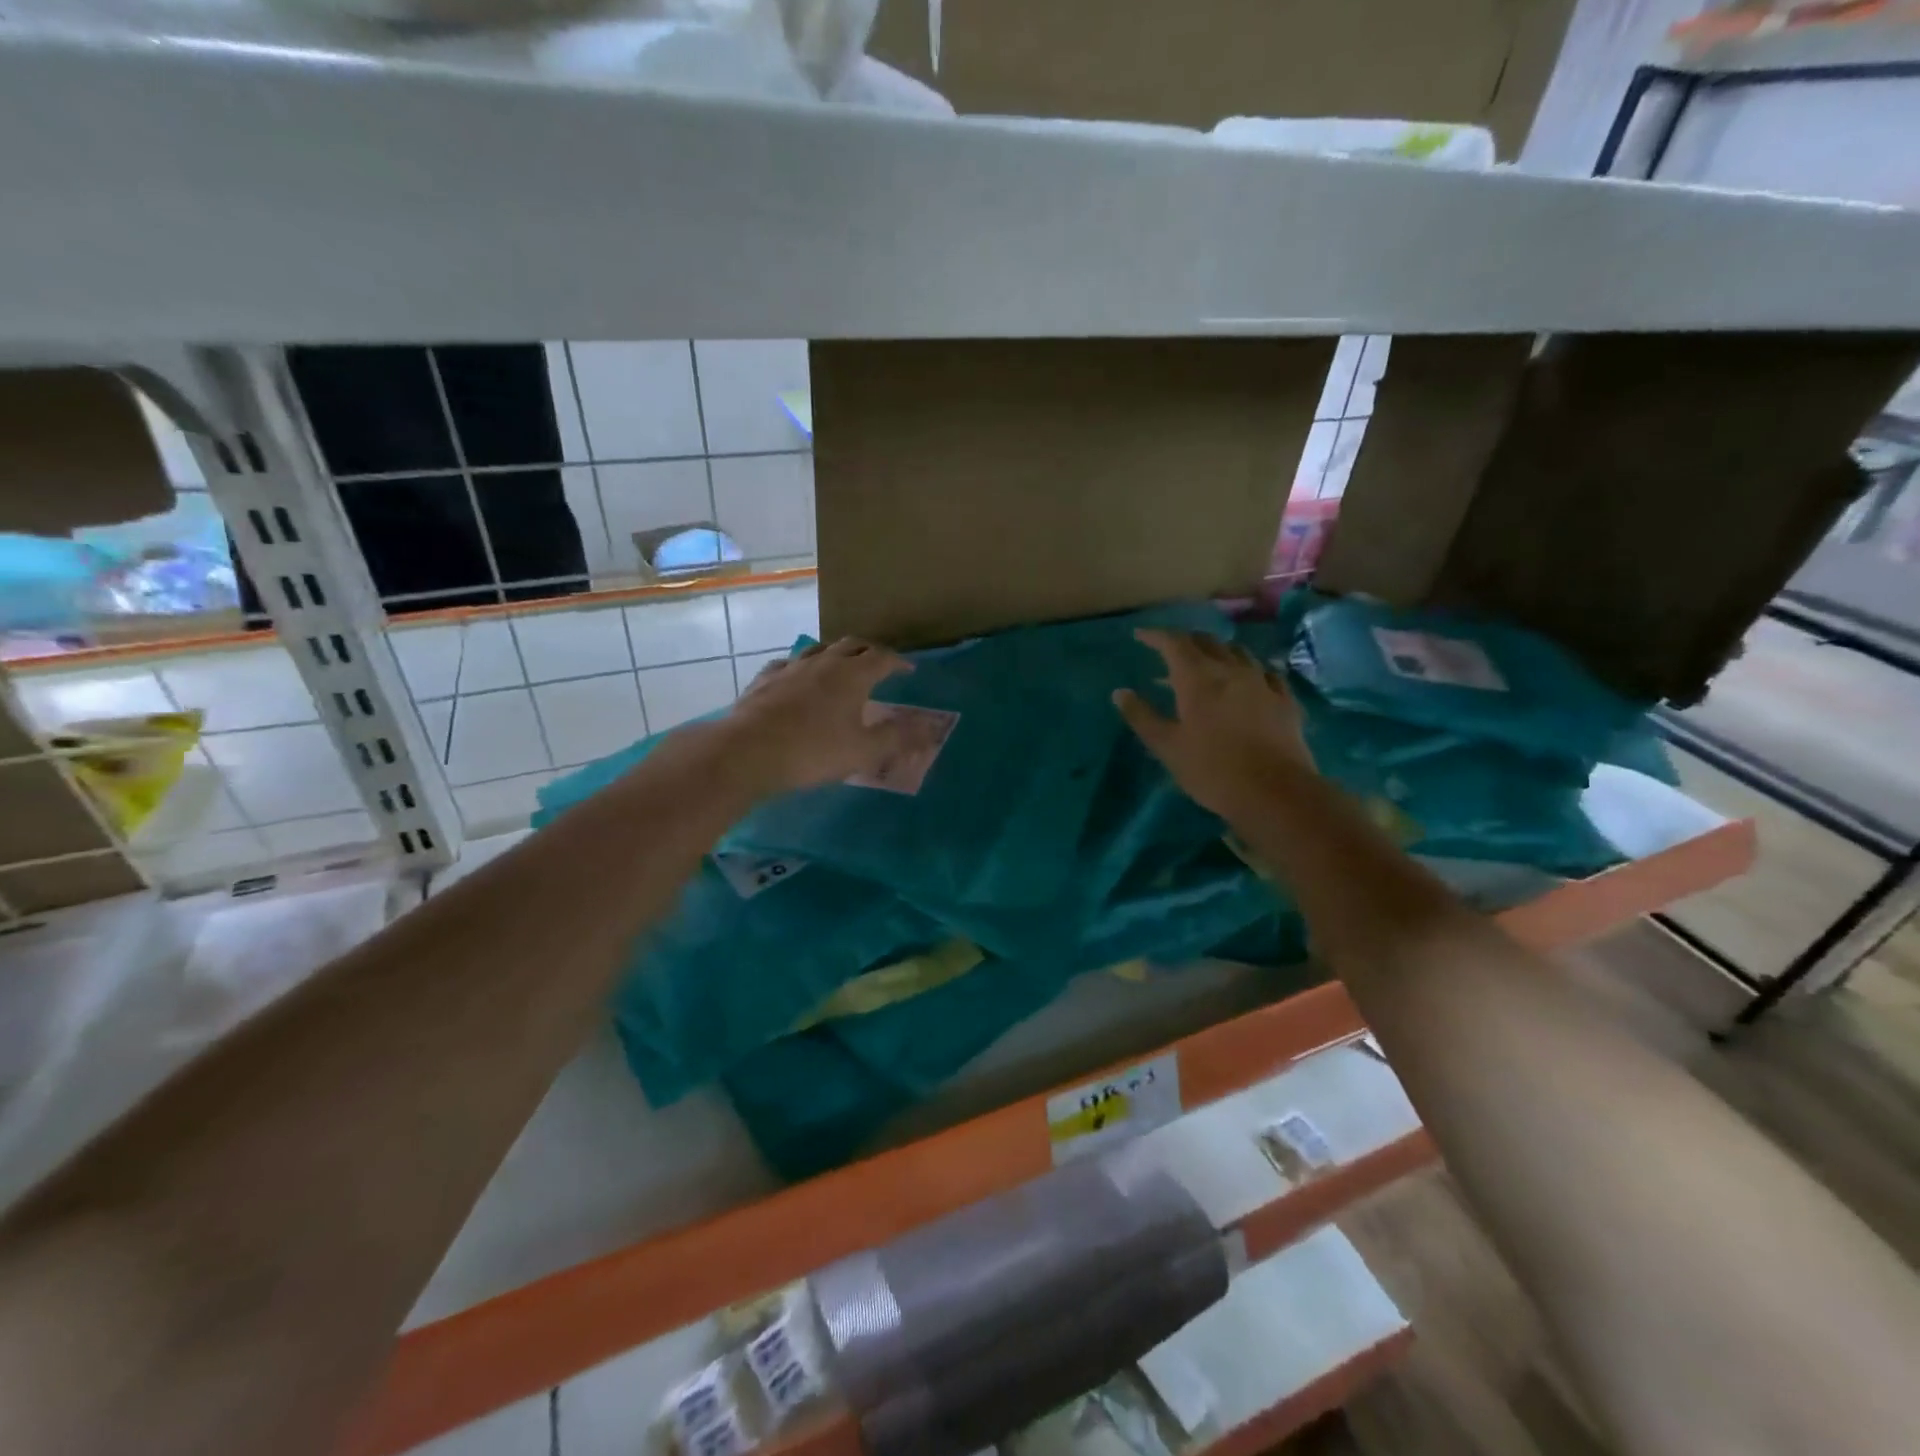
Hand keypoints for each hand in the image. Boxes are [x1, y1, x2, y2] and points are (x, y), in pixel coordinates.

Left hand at [718, 637, 912, 794]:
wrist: (748, 752)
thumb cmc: (813, 751)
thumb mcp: (863, 751)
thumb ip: (897, 738)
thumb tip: (929, 729)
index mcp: (852, 675)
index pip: (882, 658)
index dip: (898, 662)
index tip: (908, 670)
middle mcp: (823, 662)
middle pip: (851, 645)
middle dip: (869, 651)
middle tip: (878, 663)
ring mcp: (790, 668)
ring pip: (818, 649)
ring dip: (835, 653)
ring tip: (841, 664)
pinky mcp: (764, 680)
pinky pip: (787, 664)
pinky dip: (801, 667)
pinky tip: (796, 677)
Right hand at [1113, 629, 1312, 815]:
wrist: (1275, 792)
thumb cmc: (1211, 770)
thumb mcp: (1167, 747)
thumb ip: (1142, 717)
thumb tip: (1120, 693)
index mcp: (1197, 679)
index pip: (1174, 643)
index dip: (1156, 636)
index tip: (1141, 636)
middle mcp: (1231, 670)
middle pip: (1207, 641)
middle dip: (1187, 640)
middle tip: (1172, 649)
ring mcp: (1262, 682)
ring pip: (1238, 652)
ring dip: (1218, 651)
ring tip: (1208, 663)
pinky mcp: (1285, 700)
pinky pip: (1266, 672)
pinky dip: (1249, 669)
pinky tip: (1249, 680)